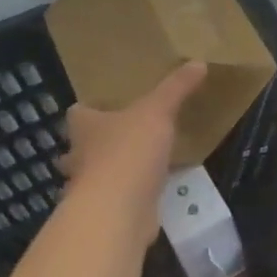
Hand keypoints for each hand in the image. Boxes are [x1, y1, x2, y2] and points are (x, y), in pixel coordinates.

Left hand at [60, 62, 206, 204]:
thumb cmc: (129, 151)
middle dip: (95, 145)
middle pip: (80, 148)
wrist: (118, 211)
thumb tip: (199, 62)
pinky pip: (115, 201)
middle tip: (122, 138)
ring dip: (111, 173)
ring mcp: (89, 190)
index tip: (105, 108)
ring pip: (95, 177)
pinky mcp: (105, 214)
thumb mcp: (158, 112)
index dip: (89, 110)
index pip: (77, 114)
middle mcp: (80, 157)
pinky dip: (128, 197)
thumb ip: (176, 88)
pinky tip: (149, 194)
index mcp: (85, 127)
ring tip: (139, 166)